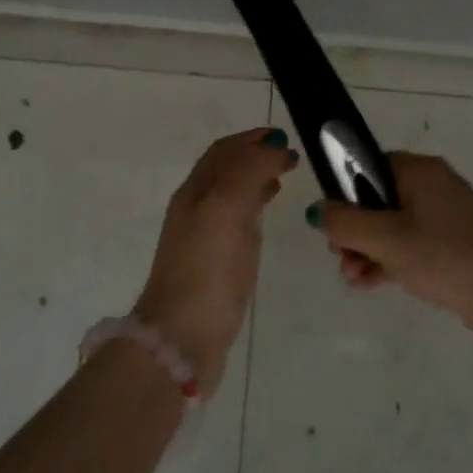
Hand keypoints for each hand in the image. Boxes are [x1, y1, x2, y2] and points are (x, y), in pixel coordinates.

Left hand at [131, 128, 298, 395]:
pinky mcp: (214, 265)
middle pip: (224, 171)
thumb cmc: (207, 269)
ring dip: (255, 180)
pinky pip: (236, 223)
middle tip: (289, 156)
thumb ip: (250, 171)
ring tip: (283, 178)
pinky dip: (254, 208)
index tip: (284, 137)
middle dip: (254, 156)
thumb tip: (274, 147)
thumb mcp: (227, 208)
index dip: (252, 139)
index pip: (223, 152)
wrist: (183, 336)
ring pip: (230, 195)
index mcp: (196, 192)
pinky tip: (265, 218)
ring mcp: (203, 239)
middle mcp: (196, 209)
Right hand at [313, 154, 472, 347]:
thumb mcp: (385, 239)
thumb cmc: (444, 256)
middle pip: (377, 200)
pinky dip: (388, 262)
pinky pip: (409, 247)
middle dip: (354, 231)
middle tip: (341, 257)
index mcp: (420, 172)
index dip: (345, 192)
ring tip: (354, 278)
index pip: (369, 167)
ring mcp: (443, 219)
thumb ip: (345, 223)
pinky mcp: (450, 247)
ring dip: (367, 251)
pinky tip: (369, 285)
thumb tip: (318, 211)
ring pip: (390, 228)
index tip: (333, 223)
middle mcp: (433, 188)